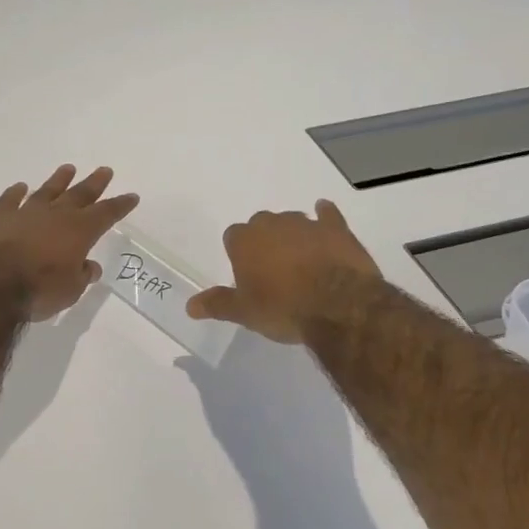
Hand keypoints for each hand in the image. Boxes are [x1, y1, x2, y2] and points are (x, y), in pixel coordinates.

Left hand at [0, 165, 139, 320]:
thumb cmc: (37, 289)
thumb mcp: (69, 290)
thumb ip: (80, 276)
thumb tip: (88, 267)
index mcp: (79, 231)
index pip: (106, 214)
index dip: (120, 205)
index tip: (131, 196)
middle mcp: (55, 215)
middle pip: (79, 195)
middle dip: (93, 183)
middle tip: (104, 170)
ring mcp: (25, 213)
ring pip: (46, 191)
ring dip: (58, 181)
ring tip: (68, 169)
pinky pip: (9, 200)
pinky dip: (15, 193)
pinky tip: (20, 187)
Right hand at [187, 200, 382, 344]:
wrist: (339, 306)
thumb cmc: (284, 309)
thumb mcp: (245, 313)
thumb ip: (218, 304)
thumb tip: (189, 305)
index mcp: (245, 240)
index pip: (233, 237)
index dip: (239, 255)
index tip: (248, 274)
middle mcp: (272, 224)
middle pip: (261, 225)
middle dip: (265, 241)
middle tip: (273, 270)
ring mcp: (305, 223)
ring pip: (292, 220)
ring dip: (293, 235)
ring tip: (301, 261)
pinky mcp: (335, 227)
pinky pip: (327, 215)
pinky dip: (325, 218)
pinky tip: (326, 222)